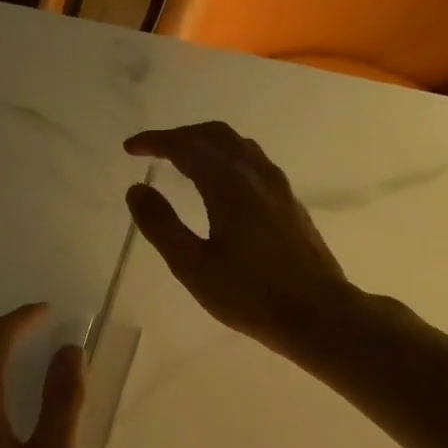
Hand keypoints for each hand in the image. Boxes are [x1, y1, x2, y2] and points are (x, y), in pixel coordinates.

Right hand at [125, 122, 359, 358]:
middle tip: (154, 149)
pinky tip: (221, 182)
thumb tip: (136, 190)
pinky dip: (227, 157)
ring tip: (183, 159)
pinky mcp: (289, 203)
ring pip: (239, 146)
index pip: (187, 147)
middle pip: (216, 135)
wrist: (317, 313)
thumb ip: (162, 226)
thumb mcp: (193, 266)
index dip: (156, 142)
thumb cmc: (250, 295)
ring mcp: (278, 187)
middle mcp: (256, 175)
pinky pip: (253, 162)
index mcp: (229, 185)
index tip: (130, 147)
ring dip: (206, 143)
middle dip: (181, 135)